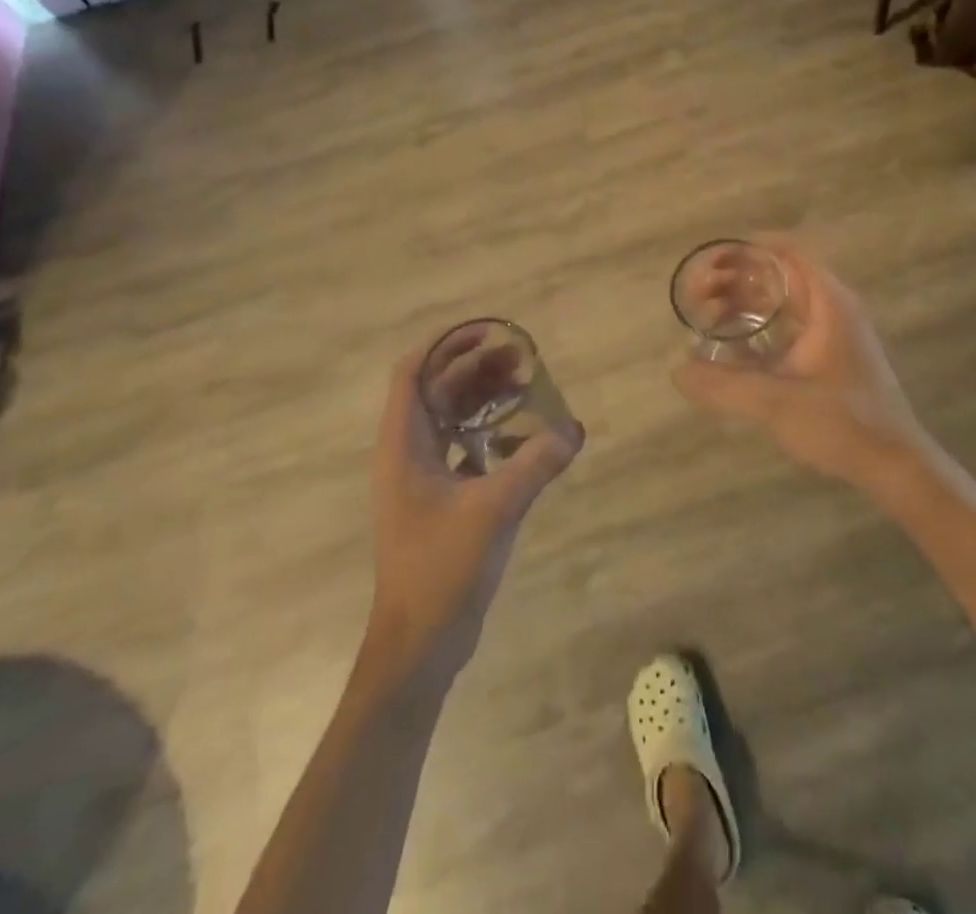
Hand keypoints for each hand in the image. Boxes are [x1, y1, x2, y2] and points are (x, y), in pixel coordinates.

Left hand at [365, 347, 583, 688]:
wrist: (419, 644)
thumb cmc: (441, 570)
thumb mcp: (492, 511)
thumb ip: (534, 465)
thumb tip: (572, 428)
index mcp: (403, 445)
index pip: (413, 372)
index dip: (445, 345)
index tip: (487, 332)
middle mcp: (407, 452)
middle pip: (437, 390)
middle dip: (475, 367)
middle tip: (520, 357)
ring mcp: (422, 477)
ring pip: (451, 419)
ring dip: (483, 398)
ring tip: (525, 386)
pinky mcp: (439, 499)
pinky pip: (463, 448)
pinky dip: (488, 433)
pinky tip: (522, 437)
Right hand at [672, 237, 940, 494]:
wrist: (894, 465)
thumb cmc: (843, 424)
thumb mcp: (776, 403)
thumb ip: (723, 386)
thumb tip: (676, 369)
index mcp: (828, 303)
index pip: (787, 252)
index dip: (747, 250)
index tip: (711, 263)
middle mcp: (832, 308)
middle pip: (779, 273)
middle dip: (736, 279)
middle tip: (699, 297)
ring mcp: (833, 332)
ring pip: (782, 300)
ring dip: (745, 303)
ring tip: (708, 318)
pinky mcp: (829, 355)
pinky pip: (787, 324)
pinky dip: (758, 325)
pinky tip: (732, 346)